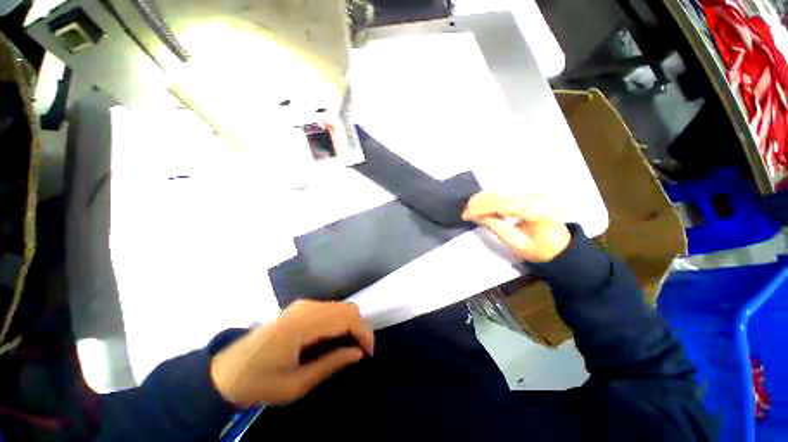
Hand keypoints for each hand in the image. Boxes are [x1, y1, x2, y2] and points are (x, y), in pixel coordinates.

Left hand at [210, 300, 373, 407]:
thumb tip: (358, 353)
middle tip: (360, 351)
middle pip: (347, 308)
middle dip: (360, 328)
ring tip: (349, 347)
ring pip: (341, 306)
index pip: (346, 319)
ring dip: (351, 324)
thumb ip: (330, 364)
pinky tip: (335, 338)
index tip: (368, 353)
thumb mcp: (296, 385)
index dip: (363, 333)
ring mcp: (303, 305)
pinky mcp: (300, 307)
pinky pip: (331, 309)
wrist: (226, 371)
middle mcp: (306, 307)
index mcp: (303, 324)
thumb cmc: (259, 382)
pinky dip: (340, 321)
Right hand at [462, 192, 570, 262]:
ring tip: (471, 208)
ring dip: (483, 197)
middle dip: (479, 201)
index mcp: (537, 211)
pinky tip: (482, 203)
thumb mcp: (517, 244)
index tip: (466, 215)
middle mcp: (536, 196)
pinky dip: (491, 196)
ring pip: (502, 189)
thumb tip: (477, 216)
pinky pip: (506, 191)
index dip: (481, 207)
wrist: (560, 245)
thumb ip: (497, 228)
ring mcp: (534, 192)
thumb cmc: (539, 249)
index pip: (503, 204)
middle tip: (466, 211)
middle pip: (501, 193)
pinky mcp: (530, 192)